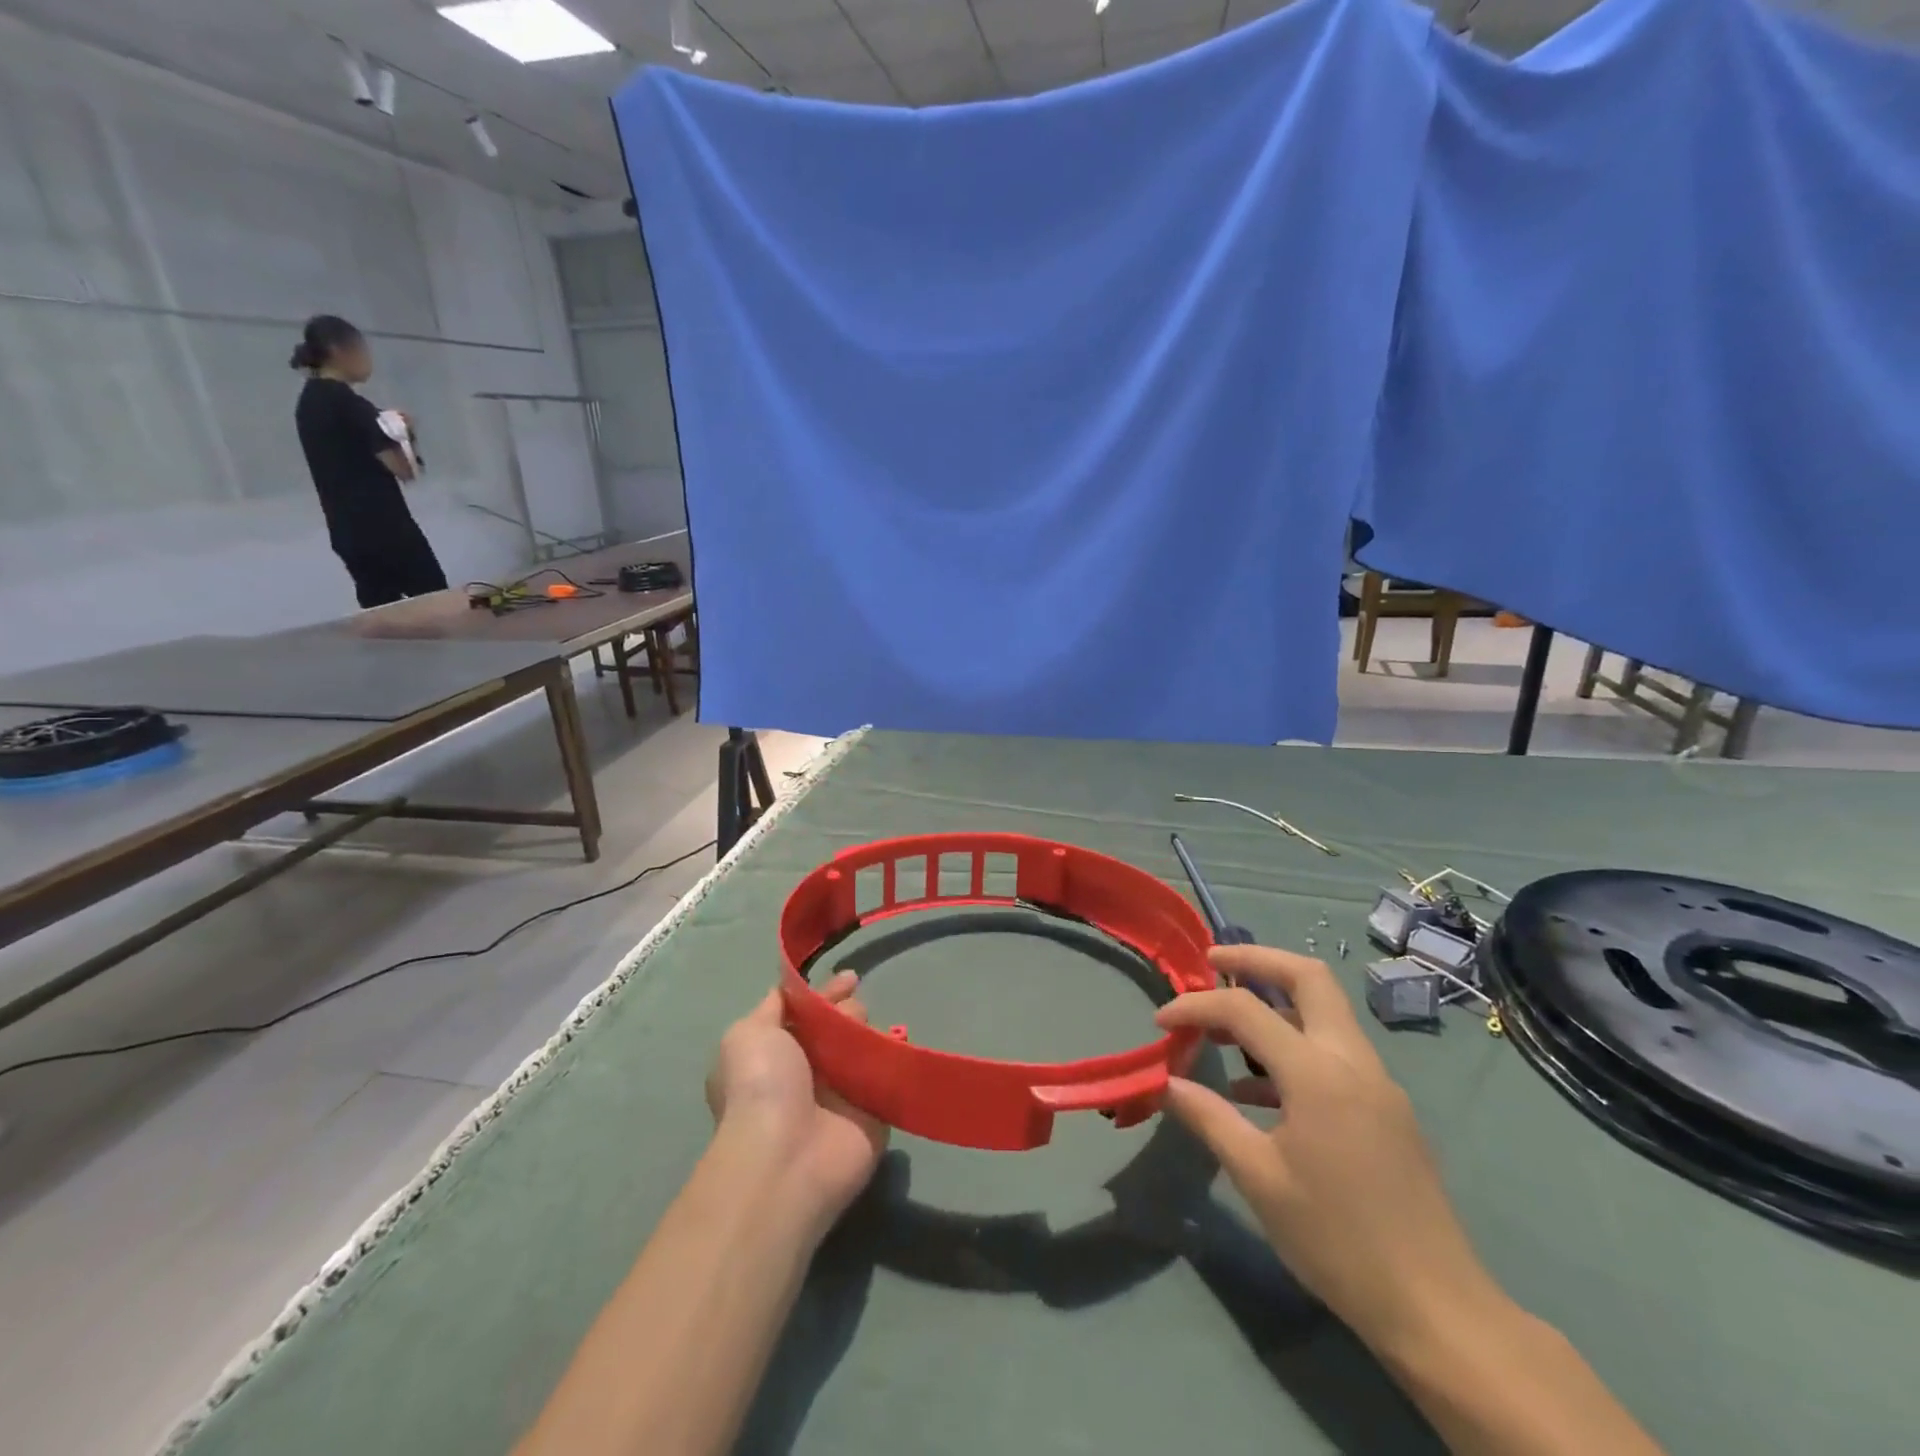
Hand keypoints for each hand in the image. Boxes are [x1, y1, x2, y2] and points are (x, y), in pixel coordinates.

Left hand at [705, 971, 887, 1224]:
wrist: (786, 1157)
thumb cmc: (761, 1087)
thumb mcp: (748, 1033)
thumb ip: (774, 1006)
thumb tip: (797, 992)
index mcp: (777, 1055)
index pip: (806, 1013)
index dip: (826, 993)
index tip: (850, 978)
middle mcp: (809, 1074)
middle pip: (839, 1026)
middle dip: (849, 1011)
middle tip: (852, 1016)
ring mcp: (843, 1096)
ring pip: (865, 1047)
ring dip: (869, 1031)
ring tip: (865, 1035)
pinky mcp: (875, 1115)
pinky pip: (889, 1077)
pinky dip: (896, 1058)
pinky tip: (897, 1044)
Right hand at [1157, 946, 1497, 1355]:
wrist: (1436, 1309)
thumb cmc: (1337, 1240)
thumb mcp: (1258, 1178)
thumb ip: (1208, 1117)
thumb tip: (1165, 1082)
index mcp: (1318, 1073)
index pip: (1245, 1009)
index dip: (1196, 1006)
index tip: (1161, 1023)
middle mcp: (1352, 1061)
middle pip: (1307, 977)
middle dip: (1256, 960)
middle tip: (1212, 963)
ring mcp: (1376, 1082)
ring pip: (1324, 1011)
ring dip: (1275, 1002)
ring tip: (1225, 1028)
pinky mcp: (1386, 1108)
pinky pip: (1333, 1052)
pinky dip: (1293, 1046)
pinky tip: (1256, 1089)